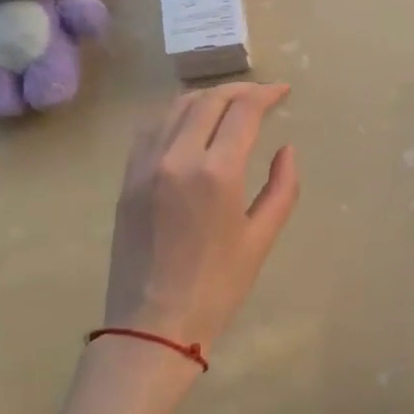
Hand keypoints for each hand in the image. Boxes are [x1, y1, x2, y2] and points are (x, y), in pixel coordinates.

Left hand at [103, 83, 298, 350]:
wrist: (152, 323)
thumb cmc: (217, 287)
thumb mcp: (260, 239)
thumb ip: (281, 188)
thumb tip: (286, 149)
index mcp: (215, 173)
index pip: (242, 111)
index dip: (265, 95)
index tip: (283, 93)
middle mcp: (176, 157)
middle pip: (207, 101)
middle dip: (239, 90)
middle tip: (262, 96)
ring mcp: (145, 165)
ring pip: (175, 108)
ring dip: (207, 98)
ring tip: (229, 104)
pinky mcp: (127, 178)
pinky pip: (151, 129)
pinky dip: (176, 115)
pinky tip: (191, 124)